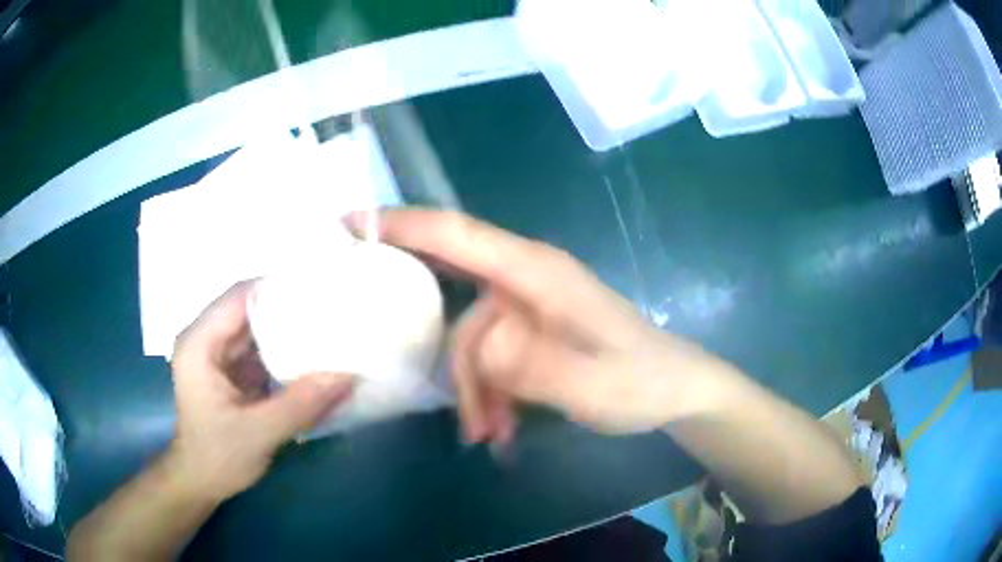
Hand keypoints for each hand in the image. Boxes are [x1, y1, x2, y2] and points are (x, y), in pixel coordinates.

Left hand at [169, 281, 354, 502]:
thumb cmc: (217, 457)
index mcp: (199, 344)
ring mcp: (220, 353)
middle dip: (291, 308)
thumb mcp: (258, 434)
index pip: (240, 297)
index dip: (278, 288)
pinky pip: (264, 348)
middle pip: (251, 307)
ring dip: (292, 330)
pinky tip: (316, 357)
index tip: (322, 291)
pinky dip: (288, 352)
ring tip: (332, 329)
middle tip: (334, 311)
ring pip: (259, 327)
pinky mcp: (233, 369)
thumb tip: (348, 375)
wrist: (201, 483)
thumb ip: (301, 404)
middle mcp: (207, 339)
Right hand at [351, 209, 720, 444]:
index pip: (457, 234)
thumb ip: (534, 366)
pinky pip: (492, 358)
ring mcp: (527, 307)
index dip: (401, 223)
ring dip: (474, 389)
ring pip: (472, 343)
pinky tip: (503, 428)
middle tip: (408, 371)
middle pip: (455, 302)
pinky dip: (489, 393)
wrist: (676, 390)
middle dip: (438, 346)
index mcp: (537, 273)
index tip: (349, 224)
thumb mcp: (594, 384)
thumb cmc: (642, 380)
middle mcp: (525, 280)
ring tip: (488, 433)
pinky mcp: (532, 333)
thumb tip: (480, 349)